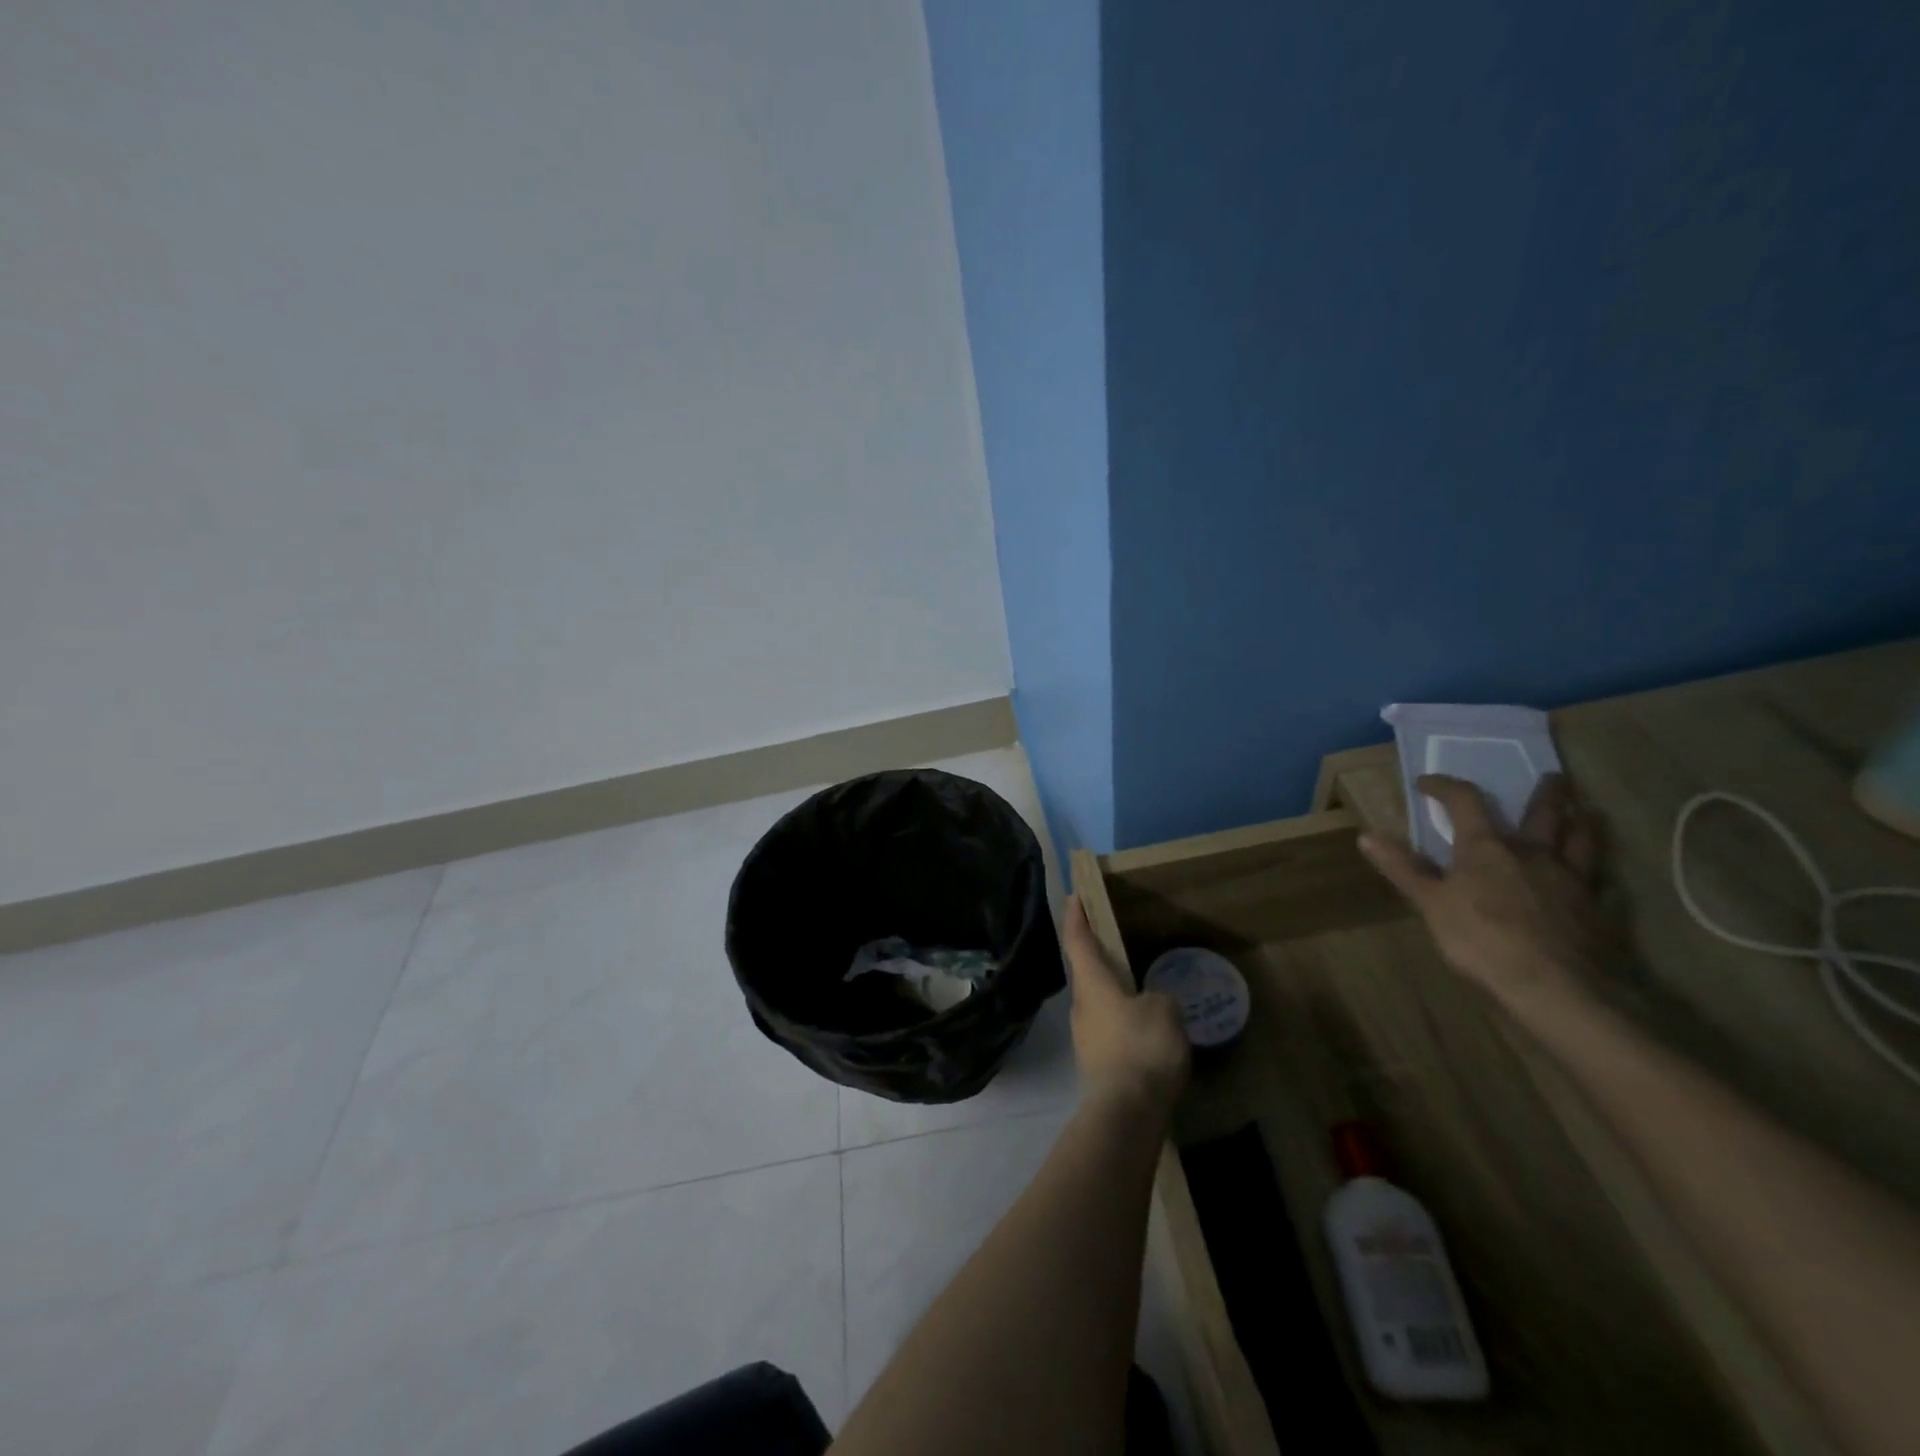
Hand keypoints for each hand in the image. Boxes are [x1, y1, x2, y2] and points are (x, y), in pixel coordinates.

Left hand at [1062, 897, 1190, 1116]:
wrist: (1126, 1113)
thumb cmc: (1142, 1048)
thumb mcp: (1164, 1011)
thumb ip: (1159, 996)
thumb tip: (1152, 1001)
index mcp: (1092, 983)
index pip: (1078, 940)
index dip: (1076, 915)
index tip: (1074, 895)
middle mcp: (1081, 1005)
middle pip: (1085, 971)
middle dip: (1097, 955)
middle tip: (1117, 941)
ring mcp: (1085, 1036)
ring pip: (1097, 1002)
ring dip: (1113, 991)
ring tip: (1141, 988)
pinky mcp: (1096, 1062)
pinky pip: (1108, 1028)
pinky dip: (1122, 1020)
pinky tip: (1145, 1029)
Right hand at [1359, 773, 1607, 1013]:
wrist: (1557, 988)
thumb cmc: (1482, 939)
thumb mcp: (1430, 903)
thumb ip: (1403, 868)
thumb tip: (1366, 835)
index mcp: (1488, 848)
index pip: (1465, 802)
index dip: (1445, 787)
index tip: (1427, 782)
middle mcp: (1534, 854)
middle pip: (1543, 814)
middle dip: (1546, 794)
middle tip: (1555, 776)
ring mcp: (1573, 882)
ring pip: (1584, 842)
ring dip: (1585, 824)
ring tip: (1589, 813)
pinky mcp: (1599, 912)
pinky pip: (1605, 887)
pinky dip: (1602, 879)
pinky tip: (1604, 882)